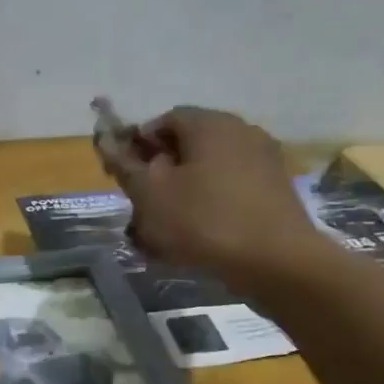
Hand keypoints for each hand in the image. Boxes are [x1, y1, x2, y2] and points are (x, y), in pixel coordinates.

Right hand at [102, 106, 327, 293]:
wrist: (277, 262)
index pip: (162, 121)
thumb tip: (106, 141)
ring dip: (184, 194)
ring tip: (168, 231)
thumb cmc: (203, 221)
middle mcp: (241, 131)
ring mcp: (264, 160)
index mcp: (209, 124)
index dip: (138, 147)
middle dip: (161, 174)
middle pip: (188, 146)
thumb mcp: (149, 194)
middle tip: (143, 208)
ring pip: (209, 171)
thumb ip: (124, 165)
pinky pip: (231, 191)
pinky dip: (211, 206)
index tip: (125, 178)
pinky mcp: (276, 190)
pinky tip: (199, 238)